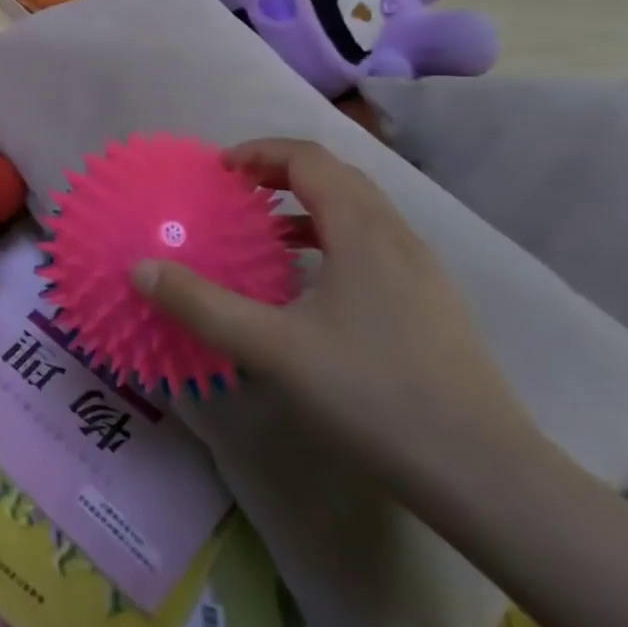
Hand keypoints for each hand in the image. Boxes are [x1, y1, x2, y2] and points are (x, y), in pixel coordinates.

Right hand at [133, 138, 539, 487]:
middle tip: (237, 194)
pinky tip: (311, 287)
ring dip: (308, 206)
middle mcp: (396, 236)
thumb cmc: (373, 395)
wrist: (485, 474)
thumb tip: (142, 270)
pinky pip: (372, 245)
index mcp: (362, 230)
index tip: (219, 171)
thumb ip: (202, 306)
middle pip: (336, 176)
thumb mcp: (273, 349)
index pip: (308, 158)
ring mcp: (421, 270)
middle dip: (281, 173)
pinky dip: (332, 239)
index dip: (259, 152)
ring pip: (358, 212)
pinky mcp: (431, 303)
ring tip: (266, 234)